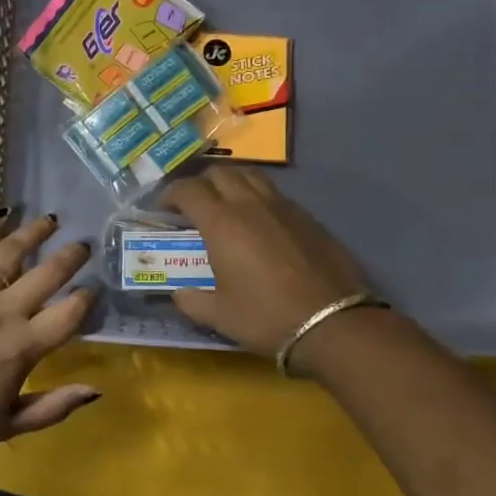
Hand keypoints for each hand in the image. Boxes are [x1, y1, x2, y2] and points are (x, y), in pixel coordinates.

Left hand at [0, 210, 98, 468]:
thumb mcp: (9, 426)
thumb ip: (55, 406)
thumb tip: (96, 389)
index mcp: (22, 347)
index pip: (69, 313)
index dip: (87, 297)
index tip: (94, 287)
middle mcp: (1, 312)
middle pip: (47, 274)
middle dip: (70, 256)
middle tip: (83, 244)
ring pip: (8, 252)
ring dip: (33, 232)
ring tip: (49, 220)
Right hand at [160, 167, 375, 357]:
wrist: (333, 323)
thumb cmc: (266, 317)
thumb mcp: (219, 316)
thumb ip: (192, 301)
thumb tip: (178, 294)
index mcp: (222, 224)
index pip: (188, 190)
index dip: (170, 195)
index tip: (162, 209)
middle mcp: (250, 205)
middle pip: (219, 173)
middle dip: (199, 184)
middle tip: (192, 206)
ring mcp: (283, 207)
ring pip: (250, 175)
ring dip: (230, 182)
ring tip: (225, 204)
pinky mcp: (307, 217)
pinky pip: (274, 193)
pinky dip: (257, 197)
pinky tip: (259, 222)